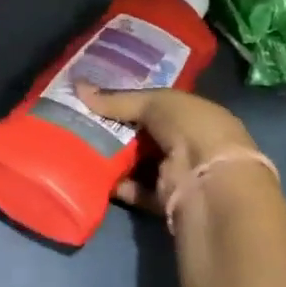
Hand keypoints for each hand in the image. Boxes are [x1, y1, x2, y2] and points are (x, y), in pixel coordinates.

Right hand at [75, 83, 258, 213]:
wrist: (208, 180)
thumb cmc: (190, 128)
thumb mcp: (154, 102)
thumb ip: (117, 99)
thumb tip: (77, 87)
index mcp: (193, 114)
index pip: (157, 104)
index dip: (128, 100)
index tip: (97, 97)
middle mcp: (188, 143)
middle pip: (144, 135)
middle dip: (115, 129)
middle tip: (80, 121)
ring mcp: (178, 172)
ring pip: (138, 163)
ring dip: (114, 157)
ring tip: (80, 145)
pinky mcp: (165, 199)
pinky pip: (135, 190)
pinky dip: (117, 185)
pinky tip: (93, 174)